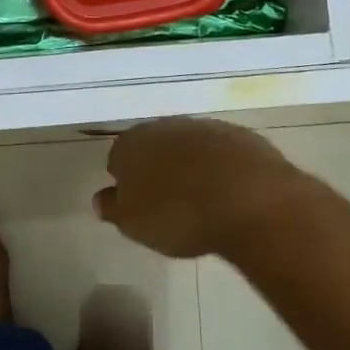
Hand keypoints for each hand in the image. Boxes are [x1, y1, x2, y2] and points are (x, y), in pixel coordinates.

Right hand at [94, 117, 306, 258]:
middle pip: (154, 145)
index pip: (118, 157)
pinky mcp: (241, 136)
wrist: (248, 199)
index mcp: (133, 143)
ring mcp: (206, 127)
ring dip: (190, 165)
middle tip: (166, 200)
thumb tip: (101, 198)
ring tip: (200, 200)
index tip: (135, 202)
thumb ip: (113, 208)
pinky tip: (229, 193)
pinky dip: (222, 168)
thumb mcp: (134, 223)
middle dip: (157, 167)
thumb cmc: (178, 215)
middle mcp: (166, 126)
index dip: (125, 179)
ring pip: (189, 146)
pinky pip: (222, 152)